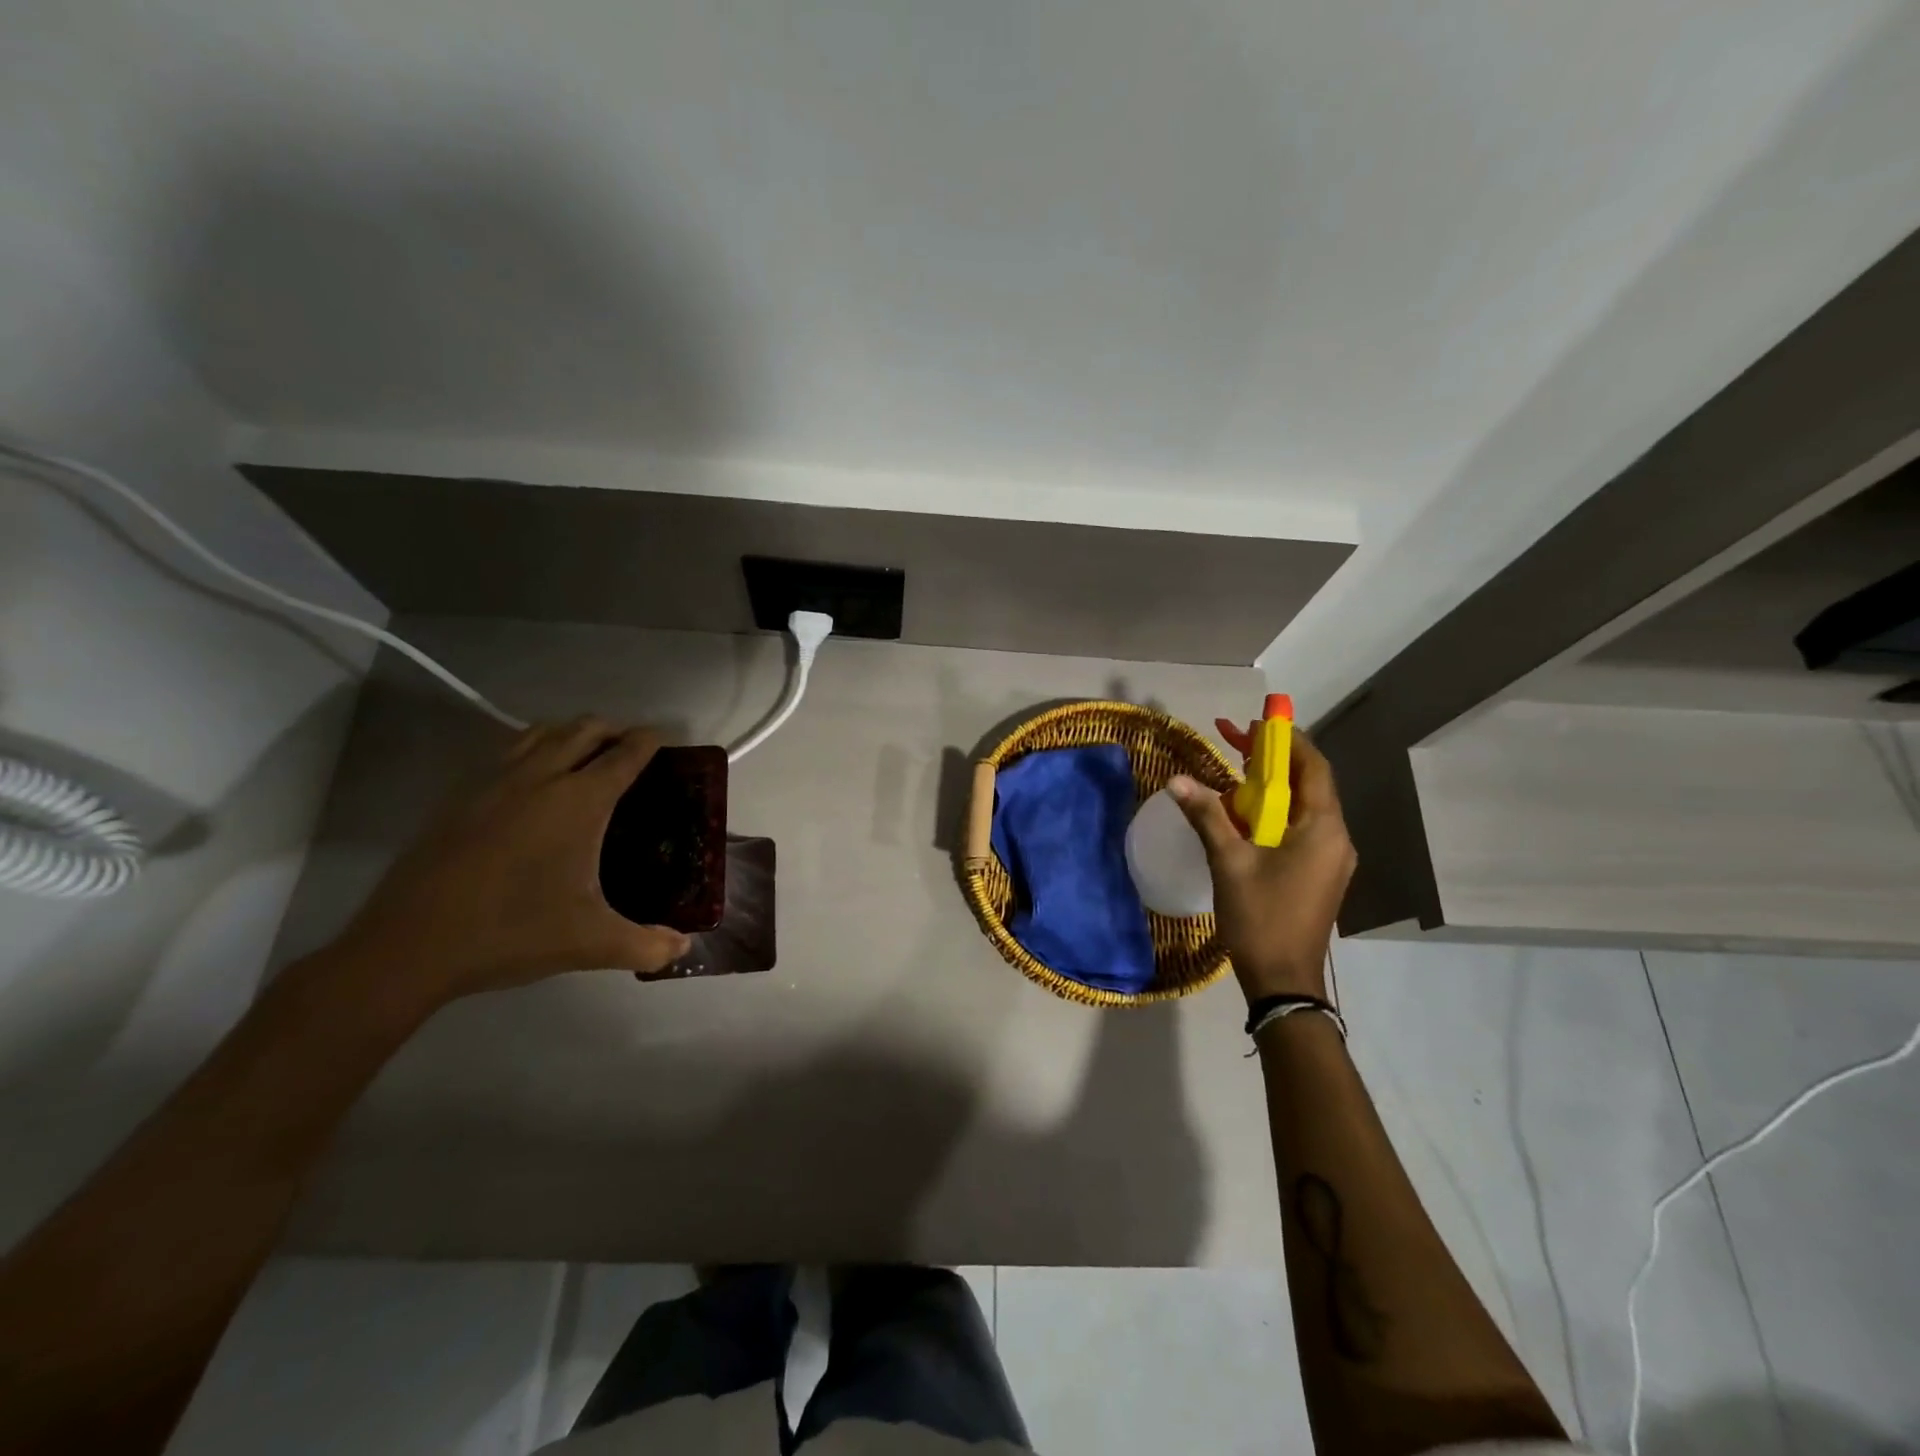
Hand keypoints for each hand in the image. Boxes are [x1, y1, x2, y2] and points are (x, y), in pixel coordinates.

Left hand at [329, 717, 690, 1013]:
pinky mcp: (458, 797)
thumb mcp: (590, 943)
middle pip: (583, 729)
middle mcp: (539, 777)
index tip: (664, 739)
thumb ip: (646, 945)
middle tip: (629, 748)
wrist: (409, 946)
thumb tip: (683, 947)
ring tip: (583, 754)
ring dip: (569, 733)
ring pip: (539, 732)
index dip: (649, 741)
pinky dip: (530, 748)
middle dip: (612, 729)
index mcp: (580, 801)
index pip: (624, 754)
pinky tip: (529, 781)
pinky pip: (505, 752)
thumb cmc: (512, 932)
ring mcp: (493, 782)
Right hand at [1167, 730, 1356, 1002]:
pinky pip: (1300, 829)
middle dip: (1273, 761)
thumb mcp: (1229, 862)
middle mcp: (1336, 837)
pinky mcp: (1320, 874)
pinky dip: (1275, 812)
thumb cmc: (1260, 917)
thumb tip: (1177, 780)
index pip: (1313, 767)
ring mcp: (1331, 858)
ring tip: (1235, 773)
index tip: (1256, 723)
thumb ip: (1207, 815)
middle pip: (1309, 784)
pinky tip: (1245, 815)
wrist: (1284, 979)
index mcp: (1322, 828)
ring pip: (1303, 808)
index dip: (1286, 740)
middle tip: (1236, 742)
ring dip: (1272, 787)